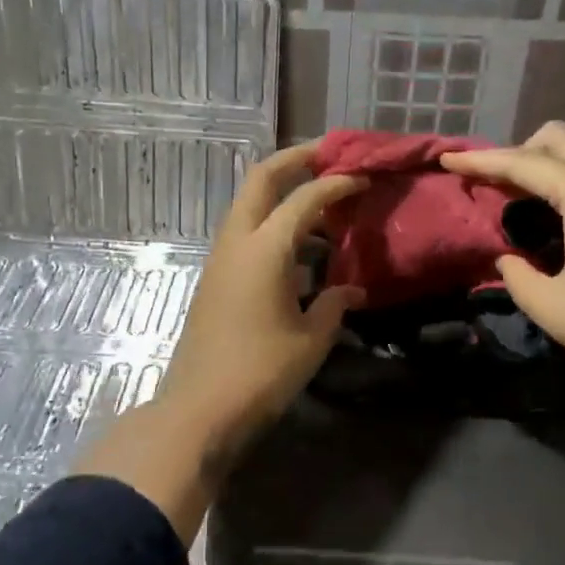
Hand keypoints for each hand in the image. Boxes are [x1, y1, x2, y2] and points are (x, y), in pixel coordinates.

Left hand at [161, 142, 366, 445]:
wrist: (200, 408)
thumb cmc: (261, 372)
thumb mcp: (311, 339)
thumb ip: (334, 305)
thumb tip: (351, 290)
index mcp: (265, 248)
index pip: (305, 197)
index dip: (337, 182)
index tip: (364, 176)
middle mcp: (238, 241)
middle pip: (262, 178)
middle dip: (296, 159)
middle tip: (332, 156)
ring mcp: (222, 258)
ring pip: (251, 204)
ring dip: (283, 192)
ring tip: (323, 203)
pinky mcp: (216, 277)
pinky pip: (247, 233)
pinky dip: (274, 224)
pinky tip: (302, 248)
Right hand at [441, 123, 564, 415]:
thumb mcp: (550, 307)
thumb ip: (516, 274)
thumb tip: (508, 257)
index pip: (524, 164)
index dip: (481, 163)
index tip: (447, 163)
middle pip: (559, 139)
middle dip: (518, 153)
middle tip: (493, 187)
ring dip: (548, 166)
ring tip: (522, 201)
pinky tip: (562, 218)